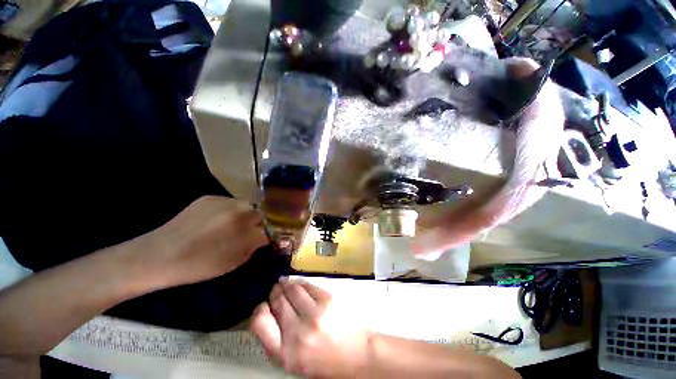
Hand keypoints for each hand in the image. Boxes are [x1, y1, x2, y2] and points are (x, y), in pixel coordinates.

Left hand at [139, 196, 267, 288]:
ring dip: (244, 215)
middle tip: (250, 231)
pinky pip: (228, 203)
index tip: (267, 234)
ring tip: (232, 227)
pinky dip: (229, 211)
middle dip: (258, 220)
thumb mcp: (235, 260)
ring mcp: (222, 200)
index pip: (270, 221)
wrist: (159, 255)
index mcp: (245, 224)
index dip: (270, 228)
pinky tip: (217, 222)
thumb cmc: (200, 264)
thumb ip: (256, 244)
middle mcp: (238, 207)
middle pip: (259, 210)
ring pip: (244, 205)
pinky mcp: (208, 198)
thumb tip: (267, 236)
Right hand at [251, 280, 371, 377]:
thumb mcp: (294, 360)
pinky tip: (300, 284)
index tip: (264, 305)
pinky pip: (308, 285)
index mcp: (285, 354)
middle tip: (276, 288)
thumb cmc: (324, 361)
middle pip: (278, 301)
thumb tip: (269, 312)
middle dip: (275, 292)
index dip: (260, 310)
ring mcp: (314, 314)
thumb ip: (278, 340)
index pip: (259, 322)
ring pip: (293, 289)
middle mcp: (297, 333)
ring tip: (285, 283)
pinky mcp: (328, 300)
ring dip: (287, 284)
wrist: (357, 356)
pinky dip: (301, 283)